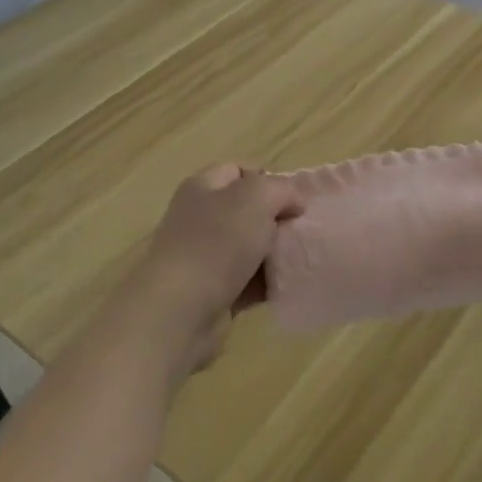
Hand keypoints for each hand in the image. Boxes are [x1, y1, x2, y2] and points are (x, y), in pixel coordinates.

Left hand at [103, 165, 301, 379]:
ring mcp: (203, 257)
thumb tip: (293, 202)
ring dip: (275, 253)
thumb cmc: (217, 243)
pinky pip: (247, 281)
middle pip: (246, 211)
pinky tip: (286, 286)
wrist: (180, 311)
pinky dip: (266, 284)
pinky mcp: (212, 292)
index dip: (268, 178)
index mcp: (202, 187)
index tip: (294, 199)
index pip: (238, 171)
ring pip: (250, 247)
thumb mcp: (256, 198)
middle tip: (300, 230)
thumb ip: (281, 190)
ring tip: (300, 260)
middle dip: (276, 219)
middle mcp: (199, 218)